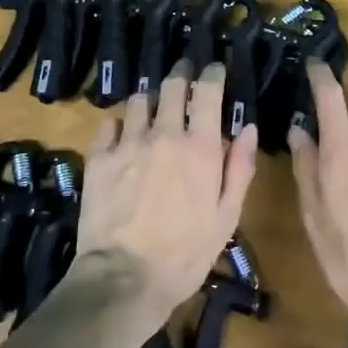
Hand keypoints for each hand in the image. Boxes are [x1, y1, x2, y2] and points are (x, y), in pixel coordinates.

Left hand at [73, 60, 257, 321]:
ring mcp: (128, 143)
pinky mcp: (99, 157)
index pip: (207, 91)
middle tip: (184, 71)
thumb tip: (247, 128)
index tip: (215, 68)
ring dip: (150, 98)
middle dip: (181, 72)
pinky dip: (119, 123)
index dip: (212, 73)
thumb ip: (239, 168)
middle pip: (171, 85)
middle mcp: (164, 134)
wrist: (124, 278)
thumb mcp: (226, 217)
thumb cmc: (185, 254)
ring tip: (153, 105)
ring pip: (138, 100)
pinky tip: (122, 132)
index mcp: (200, 147)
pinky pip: (109, 123)